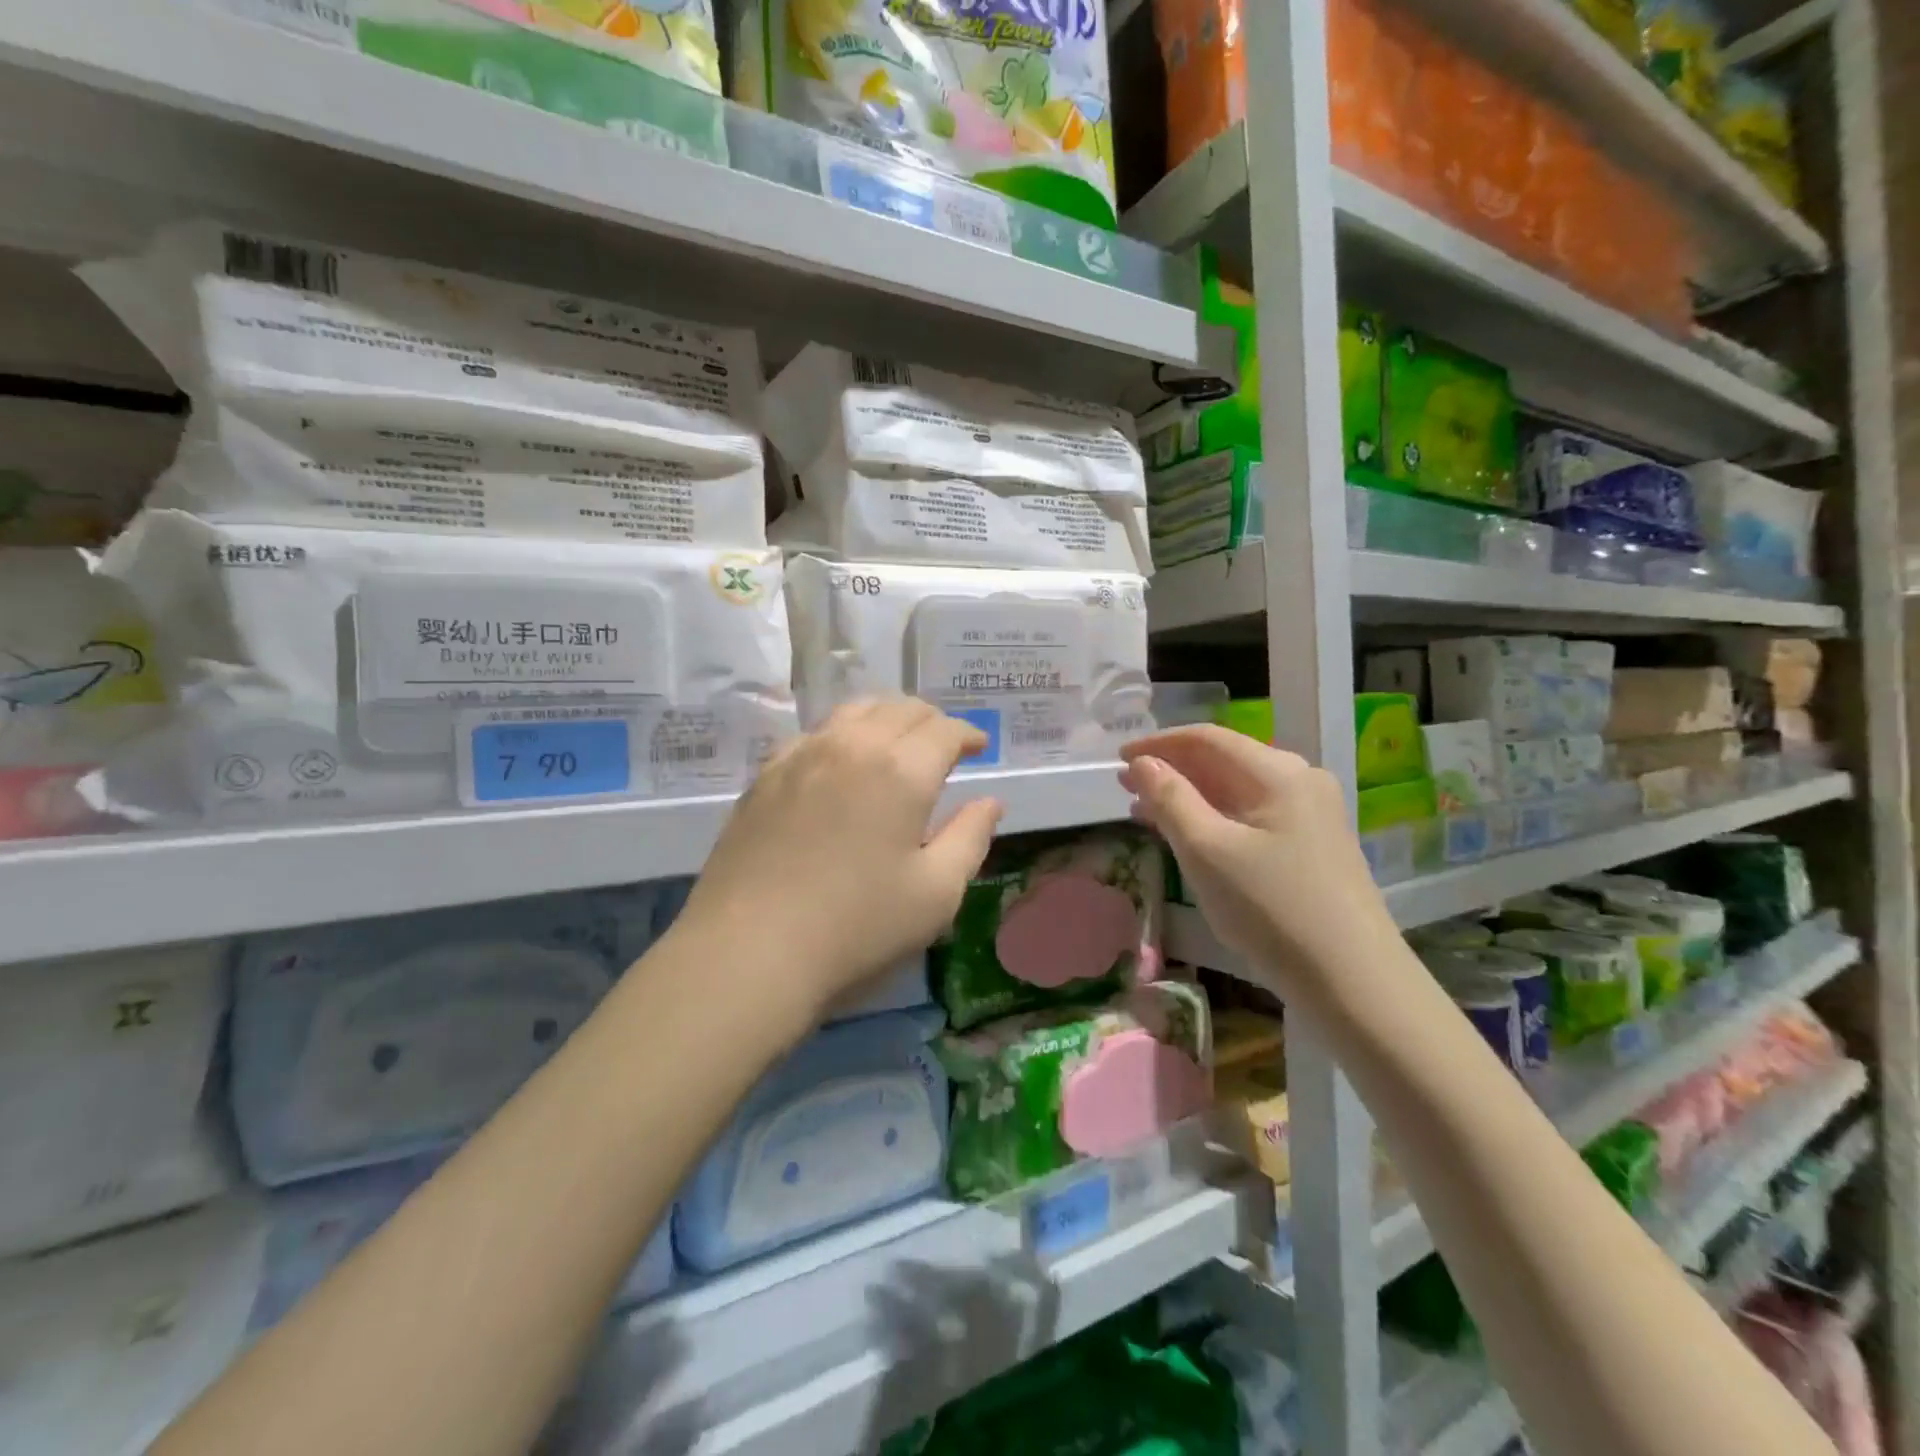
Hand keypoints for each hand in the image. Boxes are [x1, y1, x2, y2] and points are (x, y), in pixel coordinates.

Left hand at [671, 698, 1002, 1030]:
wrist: (749, 951)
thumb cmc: (857, 927)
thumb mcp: (936, 893)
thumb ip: (970, 838)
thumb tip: (990, 801)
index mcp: (901, 770)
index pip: (944, 730)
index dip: (968, 734)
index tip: (979, 747)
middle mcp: (851, 746)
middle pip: (900, 709)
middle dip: (931, 720)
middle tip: (945, 745)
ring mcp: (801, 756)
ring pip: (853, 712)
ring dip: (886, 718)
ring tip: (896, 742)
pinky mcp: (765, 776)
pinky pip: (814, 734)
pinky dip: (842, 734)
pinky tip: (840, 762)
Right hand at [1121, 726, 1399, 1002]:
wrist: (1354, 983)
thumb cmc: (1272, 909)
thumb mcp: (1207, 851)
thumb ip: (1170, 800)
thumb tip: (1142, 762)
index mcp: (1278, 772)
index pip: (1207, 738)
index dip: (1158, 744)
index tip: (1117, 758)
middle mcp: (1299, 781)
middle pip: (1223, 761)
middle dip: (1171, 770)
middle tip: (1124, 786)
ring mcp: (1310, 814)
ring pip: (1235, 790)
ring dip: (1188, 795)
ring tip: (1144, 810)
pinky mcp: (1312, 846)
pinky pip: (1250, 816)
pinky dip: (1213, 818)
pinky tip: (1188, 835)